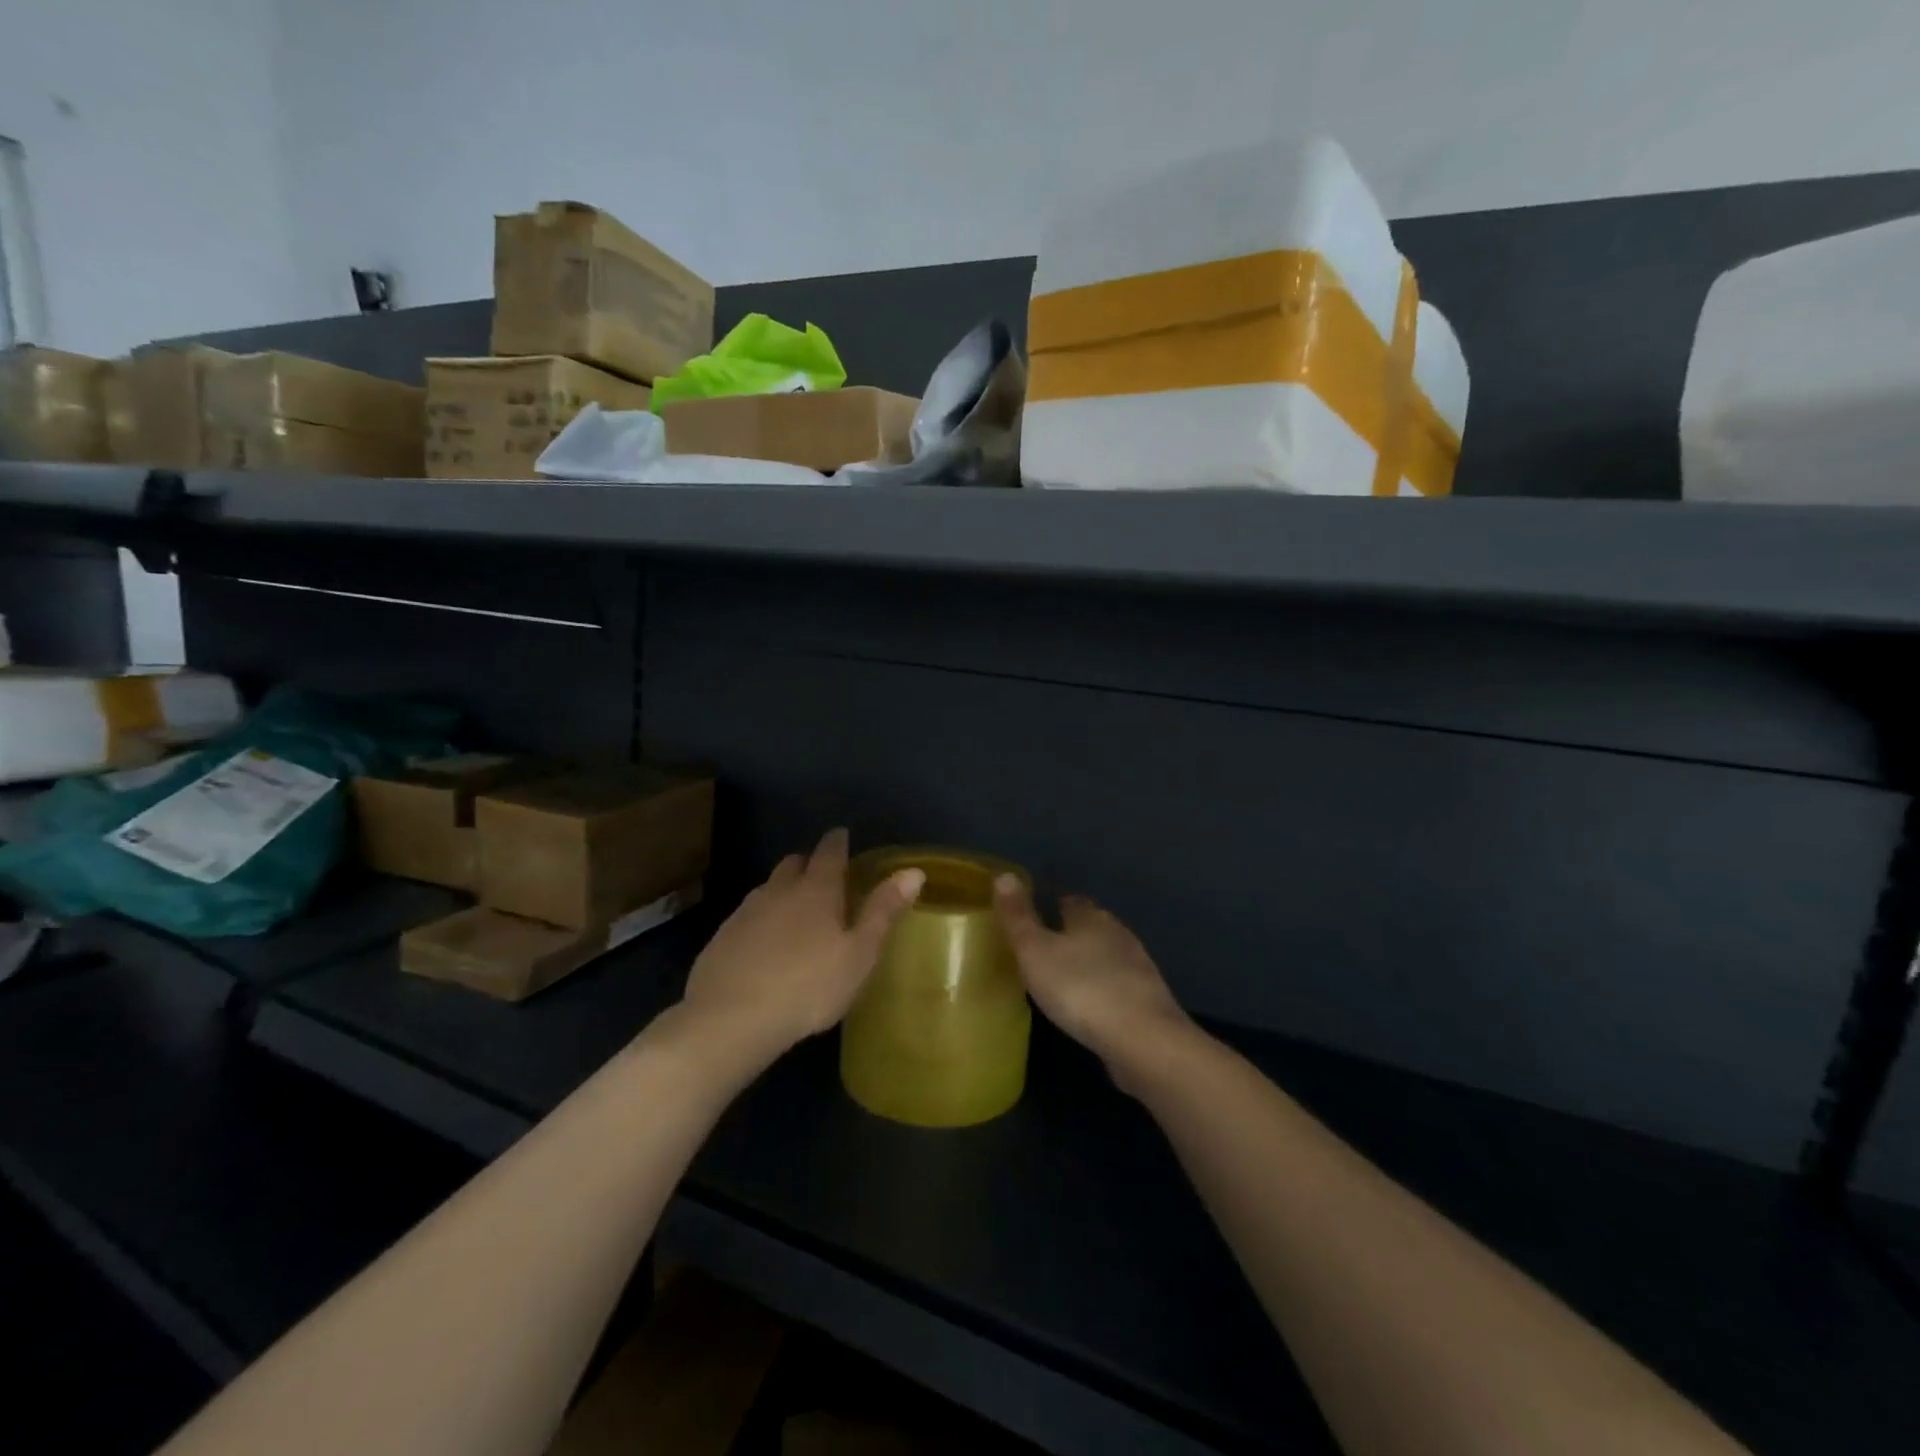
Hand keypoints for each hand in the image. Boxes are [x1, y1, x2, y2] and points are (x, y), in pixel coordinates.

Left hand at [678, 828, 923, 1069]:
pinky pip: (748, 916)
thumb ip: (884, 911)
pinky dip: (762, 919)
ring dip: (784, 890)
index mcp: (816, 890)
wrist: (731, 1019)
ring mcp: (746, 912)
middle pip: (794, 863)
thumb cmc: (809, 986)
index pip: (829, 852)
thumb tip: (914, 871)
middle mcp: (778, 890)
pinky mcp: (722, 938)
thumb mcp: (859, 954)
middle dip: (809, 863)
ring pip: (768, 888)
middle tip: (824, 877)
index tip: (843, 835)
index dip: (838, 841)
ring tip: (796, 911)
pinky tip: (765, 944)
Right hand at [994, 876, 1193, 1079]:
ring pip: (1108, 956)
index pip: (1071, 901)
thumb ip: (1018, 916)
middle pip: (1092, 926)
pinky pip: (1120, 986)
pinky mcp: (1149, 1001)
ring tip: (1065, 978)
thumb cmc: (1081, 989)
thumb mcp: (1035, 951)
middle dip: (1072, 934)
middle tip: (1046, 948)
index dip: (1053, 905)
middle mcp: (1119, 934)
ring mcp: (1138, 968)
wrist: (1143, 1040)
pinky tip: (1092, 1007)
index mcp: (1091, 918)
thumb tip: (1004, 874)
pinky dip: (1105, 990)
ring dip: (1090, 963)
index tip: (1036, 915)